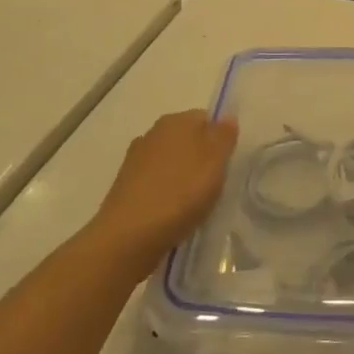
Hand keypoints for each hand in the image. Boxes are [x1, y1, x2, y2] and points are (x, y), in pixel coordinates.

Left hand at [91, 110, 237, 271]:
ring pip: (171, 163)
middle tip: (215, 185)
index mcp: (175, 121)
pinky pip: (156, 184)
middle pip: (187, 140)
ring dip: (182, 178)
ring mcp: (136, 160)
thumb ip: (223, 136)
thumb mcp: (214, 162)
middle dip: (201, 158)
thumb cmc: (180, 193)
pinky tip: (173, 215)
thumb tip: (227, 117)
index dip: (220, 139)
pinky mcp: (125, 188)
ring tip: (195, 204)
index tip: (227, 164)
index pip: (206, 118)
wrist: (128, 237)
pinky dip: (166, 194)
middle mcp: (153, 133)